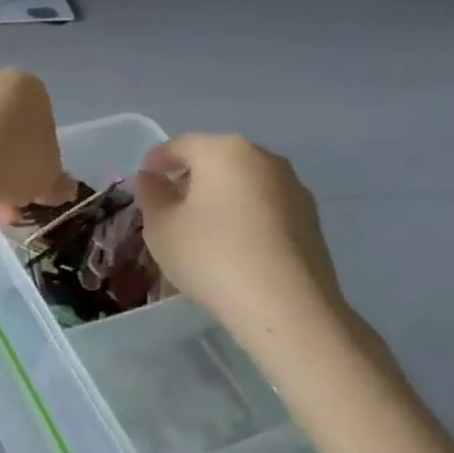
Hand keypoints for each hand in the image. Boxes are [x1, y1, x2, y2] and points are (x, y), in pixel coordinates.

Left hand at [0, 70, 72, 208]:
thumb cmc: (14, 161)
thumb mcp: (47, 178)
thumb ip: (56, 182)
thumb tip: (63, 187)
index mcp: (30, 87)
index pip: (41, 124)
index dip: (38, 159)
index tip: (31, 184)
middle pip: (6, 131)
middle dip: (7, 167)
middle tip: (6, 202)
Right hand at [134, 134, 347, 337]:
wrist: (287, 307)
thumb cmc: (211, 256)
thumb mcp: (161, 227)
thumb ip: (151, 195)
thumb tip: (154, 180)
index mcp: (223, 150)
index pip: (179, 145)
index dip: (155, 162)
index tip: (142, 182)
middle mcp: (262, 158)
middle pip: (215, 159)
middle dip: (189, 177)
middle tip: (168, 205)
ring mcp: (293, 187)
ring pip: (242, 182)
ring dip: (218, 196)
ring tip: (200, 228)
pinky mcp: (310, 218)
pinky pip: (264, 205)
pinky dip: (243, 214)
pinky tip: (232, 244)